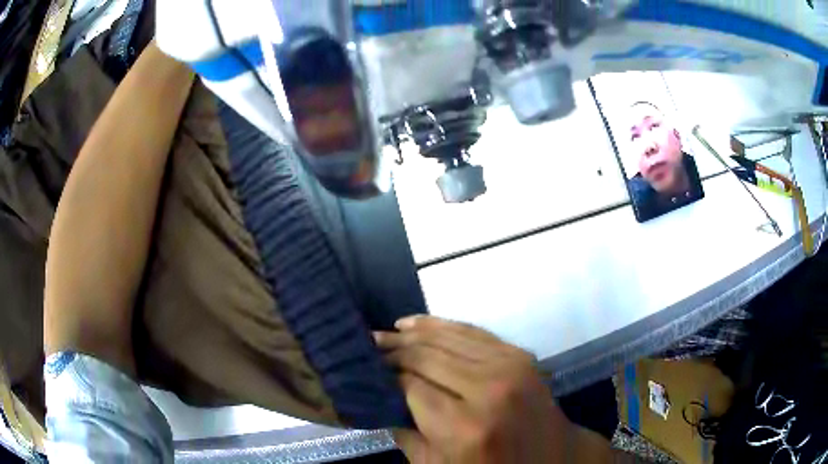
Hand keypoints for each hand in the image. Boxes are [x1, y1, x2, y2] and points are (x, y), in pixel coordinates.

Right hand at [375, 316, 572, 462]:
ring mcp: (509, 366)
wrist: (554, 457)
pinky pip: (471, 332)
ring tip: (386, 332)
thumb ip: (404, 433)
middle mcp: (488, 389)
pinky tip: (416, 324)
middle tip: (366, 345)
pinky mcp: (519, 354)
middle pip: (426, 357)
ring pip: (447, 338)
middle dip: (392, 350)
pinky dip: (441, 325)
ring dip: (412, 333)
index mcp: (465, 427)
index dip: (383, 376)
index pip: (410, 387)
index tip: (362, 369)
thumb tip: (374, 400)